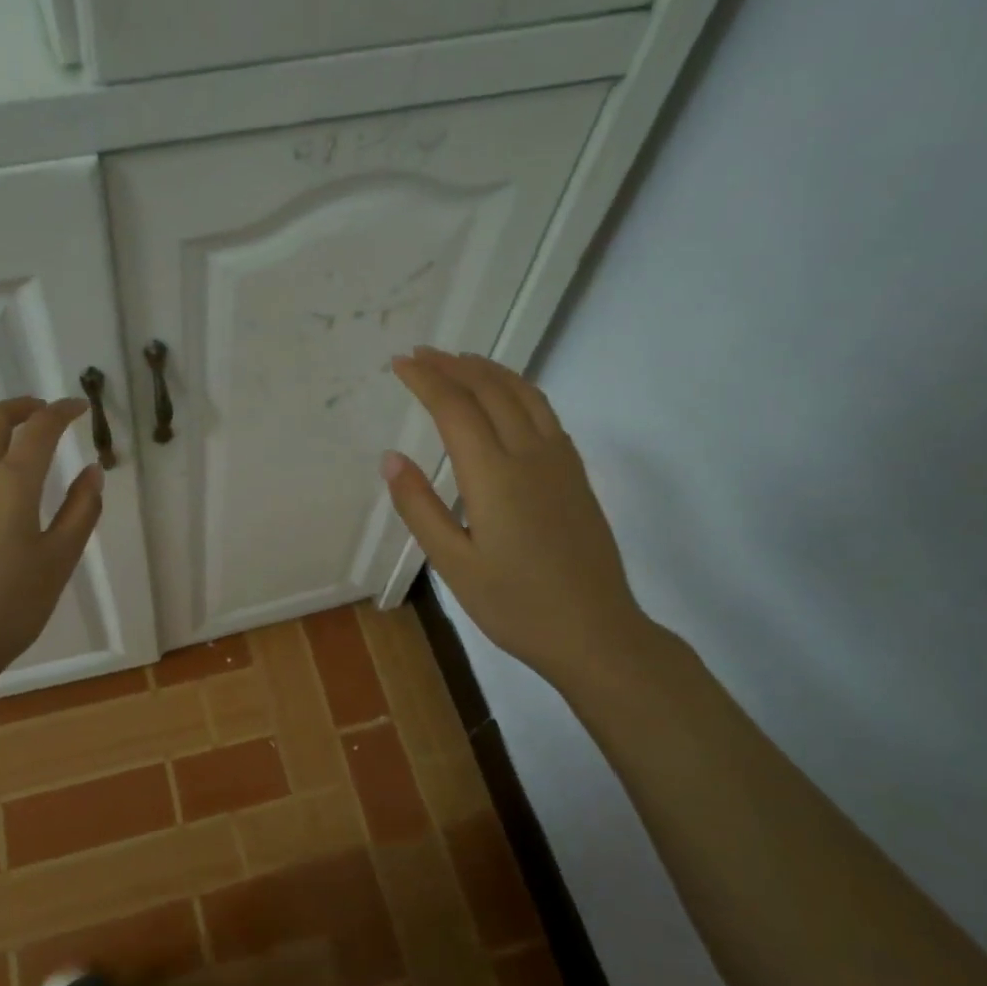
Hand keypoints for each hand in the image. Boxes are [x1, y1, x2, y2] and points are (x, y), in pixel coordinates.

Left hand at [0, 396, 102, 687]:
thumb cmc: (11, 604)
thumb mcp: (60, 559)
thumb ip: (80, 510)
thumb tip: (93, 471)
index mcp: (14, 482)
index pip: (41, 429)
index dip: (62, 411)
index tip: (78, 407)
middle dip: (22, 407)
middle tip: (42, 411)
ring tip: (1, 424)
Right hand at [382, 348, 652, 689]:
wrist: (595, 632)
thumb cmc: (515, 605)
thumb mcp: (453, 564)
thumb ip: (419, 507)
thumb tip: (391, 458)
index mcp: (494, 476)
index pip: (455, 409)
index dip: (426, 380)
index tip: (400, 363)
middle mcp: (529, 455)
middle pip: (490, 391)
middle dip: (453, 366)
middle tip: (421, 353)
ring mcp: (559, 461)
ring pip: (524, 394)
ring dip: (489, 370)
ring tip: (460, 359)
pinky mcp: (575, 473)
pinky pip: (545, 412)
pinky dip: (518, 389)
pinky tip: (507, 396)